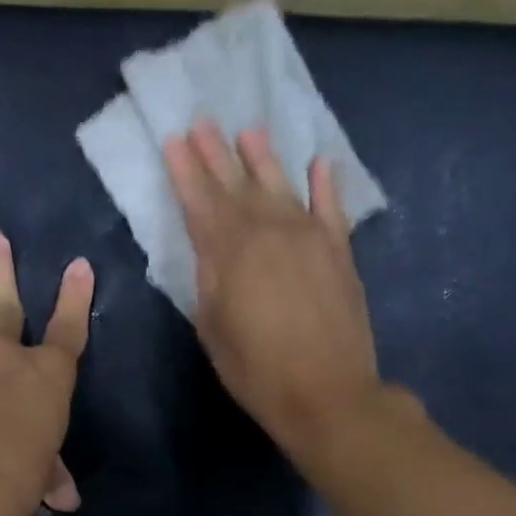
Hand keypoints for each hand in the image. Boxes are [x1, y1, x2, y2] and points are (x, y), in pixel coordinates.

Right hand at [166, 121, 387, 458]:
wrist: (327, 393)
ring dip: (263, 158)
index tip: (174, 140)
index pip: (202, 201)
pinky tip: (319, 163)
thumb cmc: (256, 370)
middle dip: (217, 154)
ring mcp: (310, 237)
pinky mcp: (340, 252)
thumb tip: (210, 250)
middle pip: (238, 185)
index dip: (186, 170)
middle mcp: (270, 231)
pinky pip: (331, 207)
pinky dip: (325, 184)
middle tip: (202, 122)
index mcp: (230, 252)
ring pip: (282, 186)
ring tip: (249, 131)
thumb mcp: (213, 328)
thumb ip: (208, 280)